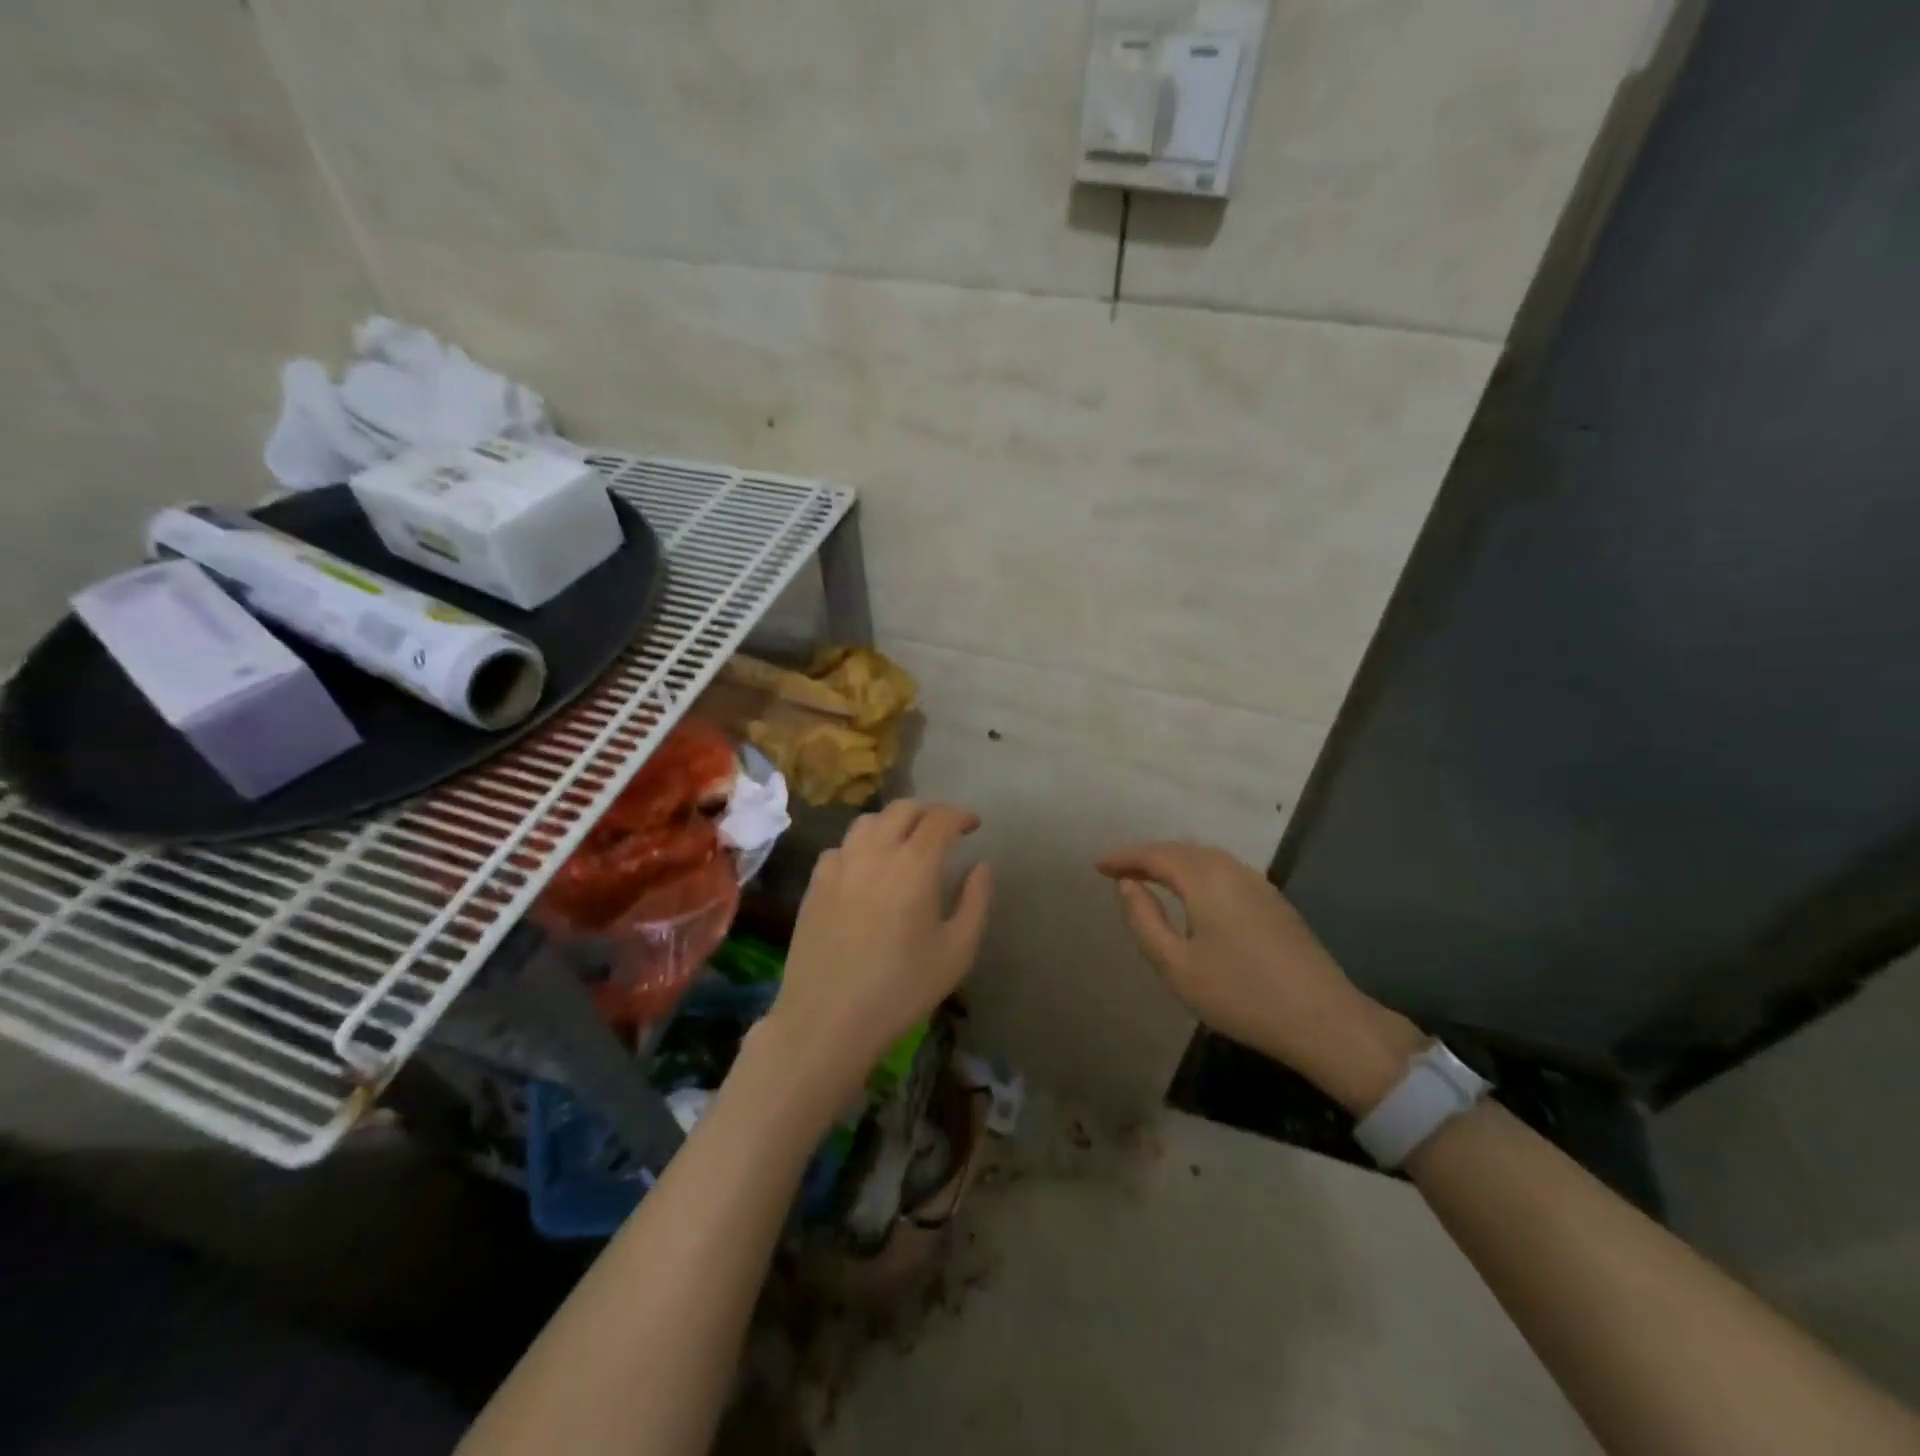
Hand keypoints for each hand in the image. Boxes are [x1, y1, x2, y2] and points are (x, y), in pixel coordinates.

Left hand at [765, 801, 991, 1109]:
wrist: (828, 1019)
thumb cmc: (902, 989)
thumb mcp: (957, 951)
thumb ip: (975, 901)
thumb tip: (980, 866)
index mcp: (914, 864)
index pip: (940, 819)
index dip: (960, 815)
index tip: (973, 825)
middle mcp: (875, 852)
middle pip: (903, 809)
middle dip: (929, 811)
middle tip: (944, 828)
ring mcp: (839, 864)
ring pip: (868, 821)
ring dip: (893, 822)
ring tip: (906, 841)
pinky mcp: (815, 883)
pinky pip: (842, 847)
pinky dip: (862, 845)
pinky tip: (867, 868)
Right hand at [1097, 842, 1422, 1112]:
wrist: (1324, 1020)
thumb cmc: (1241, 994)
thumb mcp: (1176, 966)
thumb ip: (1144, 920)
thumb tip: (1128, 885)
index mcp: (1205, 879)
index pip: (1156, 855)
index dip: (1125, 858)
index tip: (1098, 866)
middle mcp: (1232, 870)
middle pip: (1182, 850)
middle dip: (1148, 855)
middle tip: (1119, 870)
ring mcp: (1258, 885)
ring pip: (1206, 858)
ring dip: (1174, 862)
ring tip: (1150, 877)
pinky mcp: (1274, 902)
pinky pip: (1224, 871)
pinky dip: (1197, 872)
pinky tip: (1193, 893)